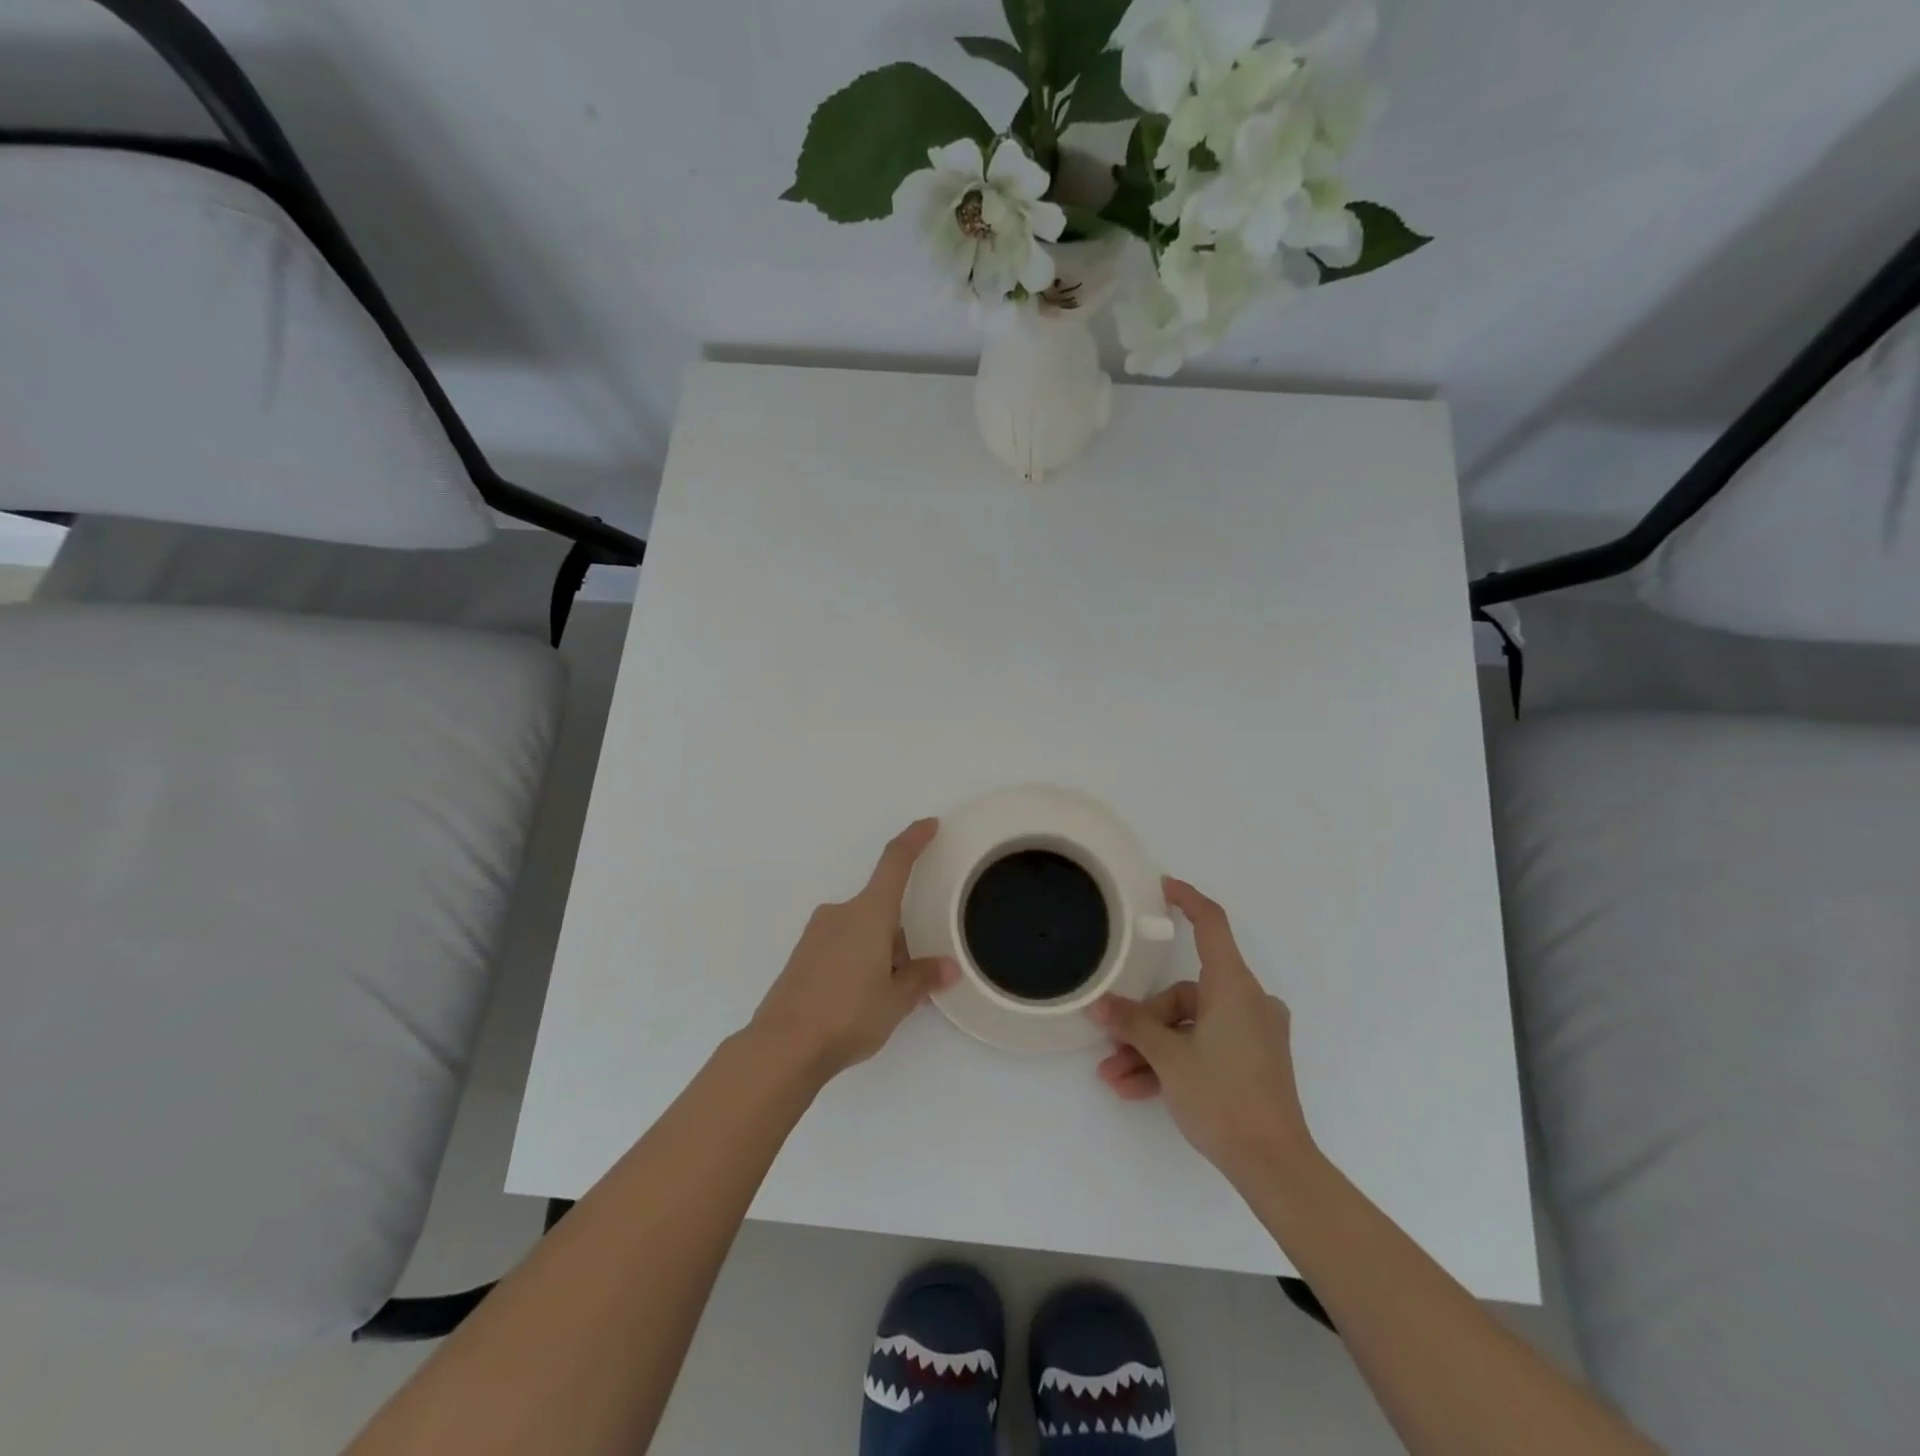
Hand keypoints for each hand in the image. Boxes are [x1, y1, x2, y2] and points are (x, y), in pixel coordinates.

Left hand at [750, 819, 958, 1083]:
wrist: (782, 1046)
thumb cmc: (848, 1014)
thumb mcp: (896, 1000)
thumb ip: (922, 978)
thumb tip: (947, 967)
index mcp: (869, 913)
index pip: (895, 863)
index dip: (914, 840)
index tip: (929, 824)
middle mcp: (841, 913)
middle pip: (881, 910)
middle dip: (900, 937)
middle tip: (911, 978)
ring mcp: (816, 933)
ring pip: (861, 930)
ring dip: (879, 952)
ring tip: (885, 998)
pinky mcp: (802, 955)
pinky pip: (841, 946)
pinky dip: (857, 961)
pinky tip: (857, 1000)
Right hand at [1090, 877, 1315, 1189]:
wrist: (1275, 1166)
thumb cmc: (1223, 1097)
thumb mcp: (1168, 1058)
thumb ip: (1132, 1025)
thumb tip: (1099, 1004)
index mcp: (1234, 987)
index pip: (1212, 924)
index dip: (1187, 900)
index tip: (1162, 887)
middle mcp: (1248, 1001)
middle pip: (1185, 992)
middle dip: (1144, 1020)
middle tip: (1111, 1044)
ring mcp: (1252, 1032)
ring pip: (1190, 1024)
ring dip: (1151, 1049)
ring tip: (1115, 1078)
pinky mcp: (1252, 1059)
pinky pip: (1204, 1045)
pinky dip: (1174, 1061)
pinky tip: (1137, 1089)